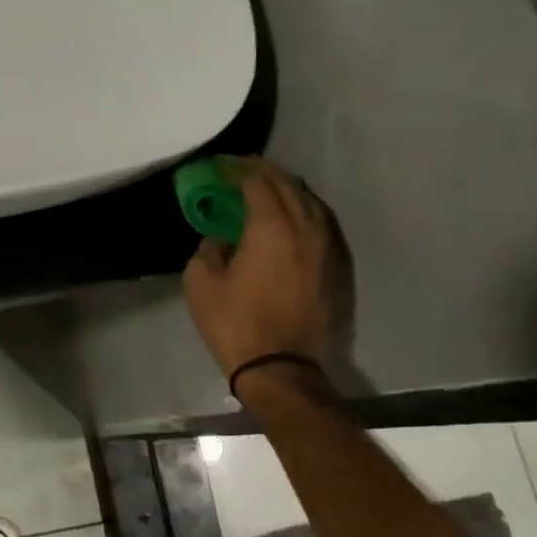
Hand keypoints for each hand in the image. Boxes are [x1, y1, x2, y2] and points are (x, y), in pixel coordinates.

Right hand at [182, 156, 339, 377]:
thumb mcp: (200, 282)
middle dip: (263, 172)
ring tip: (265, 190)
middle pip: (288, 185)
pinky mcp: (336, 268)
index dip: (237, 169)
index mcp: (272, 226)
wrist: (282, 370)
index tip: (219, 166)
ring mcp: (327, 248)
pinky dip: (302, 211)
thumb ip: (209, 247)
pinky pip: (320, 224)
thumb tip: (222, 236)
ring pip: (310, 202)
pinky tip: (289, 219)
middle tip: (239, 170)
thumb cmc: (235, 323)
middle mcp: (306, 228)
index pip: (257, 181)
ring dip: (286, 190)